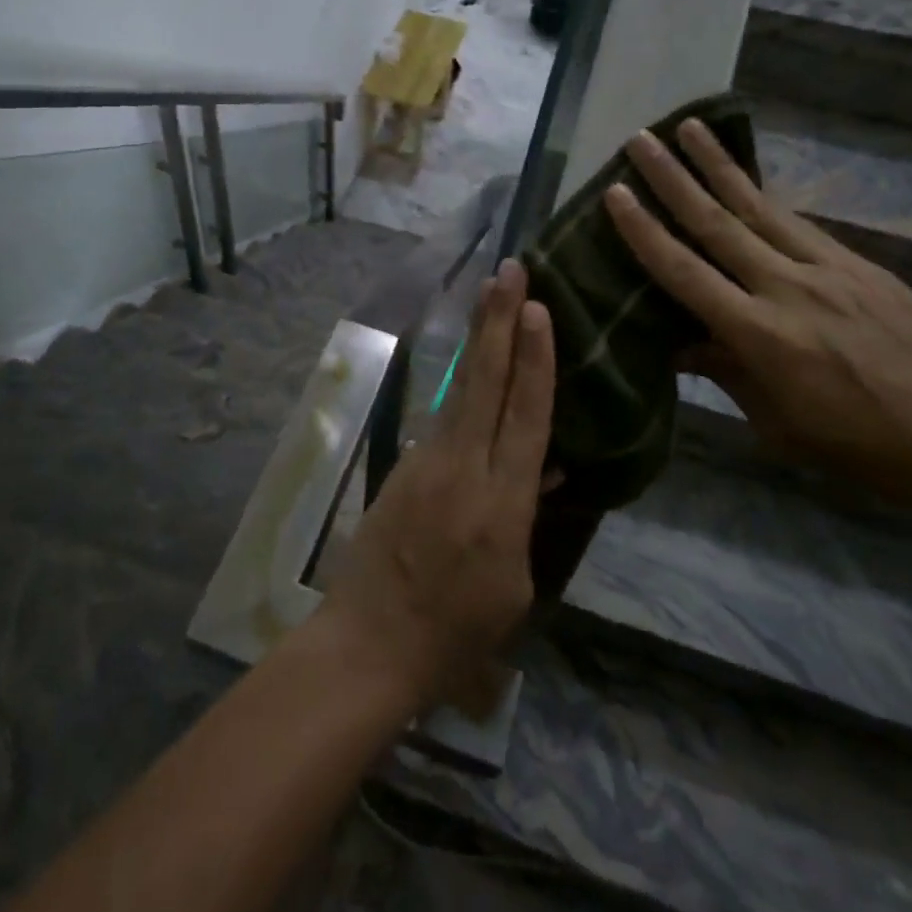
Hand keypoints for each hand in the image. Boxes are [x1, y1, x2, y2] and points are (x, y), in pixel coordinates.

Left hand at [316, 259, 554, 713]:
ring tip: (490, 294)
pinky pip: (442, 415)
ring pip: (460, 388)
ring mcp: (426, 461)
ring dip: (478, 338)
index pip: (525, 416)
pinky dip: (462, 381)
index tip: (539, 308)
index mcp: (502, 503)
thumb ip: (526, 515)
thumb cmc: (456, 631)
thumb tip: (541, 464)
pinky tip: (474, 359)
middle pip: (486, 381)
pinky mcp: (404, 464)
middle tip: (510, 268)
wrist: (370, 642)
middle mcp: (463, 468)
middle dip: (499, 320)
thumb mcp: (513, 585)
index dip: (534, 359)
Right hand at [604, 119, 911, 516]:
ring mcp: (829, 269)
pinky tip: (747, 181)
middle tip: (640, 138)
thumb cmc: (862, 446)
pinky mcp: (860, 264)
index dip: (644, 231)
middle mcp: (788, 288)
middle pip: (718, 222)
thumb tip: (679, 343)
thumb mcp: (778, 423)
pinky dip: (765, 197)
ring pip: (760, 207)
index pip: (685, 272)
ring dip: (719, 165)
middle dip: (673, 177)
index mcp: (760, 335)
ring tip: (690, 127)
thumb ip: (726, 371)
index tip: (615, 193)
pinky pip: (799, 223)